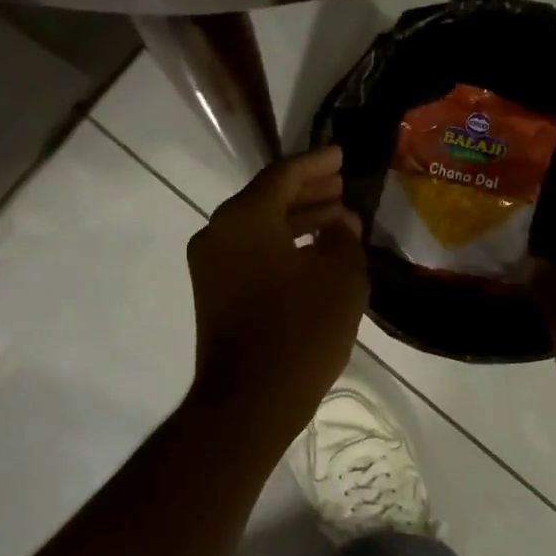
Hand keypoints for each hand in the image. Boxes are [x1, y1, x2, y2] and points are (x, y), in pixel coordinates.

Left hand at [186, 146, 368, 432]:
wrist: (250, 401)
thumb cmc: (301, 332)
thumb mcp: (341, 278)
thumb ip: (344, 238)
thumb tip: (341, 222)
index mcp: (245, 218)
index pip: (284, 175)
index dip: (317, 163)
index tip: (342, 155)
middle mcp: (219, 231)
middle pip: (267, 197)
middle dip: (308, 190)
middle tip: (343, 186)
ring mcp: (212, 263)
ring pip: (259, 226)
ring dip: (297, 219)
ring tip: (338, 218)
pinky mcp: (214, 290)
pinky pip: (251, 251)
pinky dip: (282, 244)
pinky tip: (314, 252)